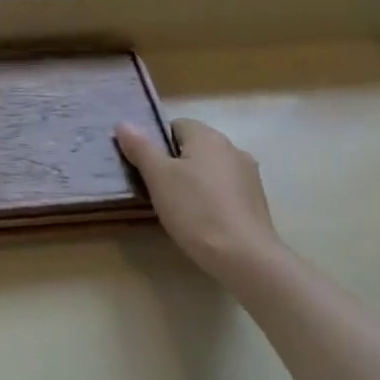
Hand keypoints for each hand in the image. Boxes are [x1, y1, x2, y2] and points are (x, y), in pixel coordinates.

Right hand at [115, 118, 284, 279]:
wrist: (243, 256)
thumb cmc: (195, 209)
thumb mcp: (158, 177)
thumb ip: (141, 148)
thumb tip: (123, 123)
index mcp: (208, 137)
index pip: (176, 125)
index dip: (156, 142)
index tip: (144, 166)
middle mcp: (232, 148)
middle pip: (194, 147)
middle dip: (173, 162)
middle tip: (154, 187)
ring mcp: (248, 175)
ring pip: (209, 169)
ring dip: (192, 180)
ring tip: (175, 206)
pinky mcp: (255, 200)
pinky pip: (223, 189)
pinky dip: (209, 197)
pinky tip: (200, 219)